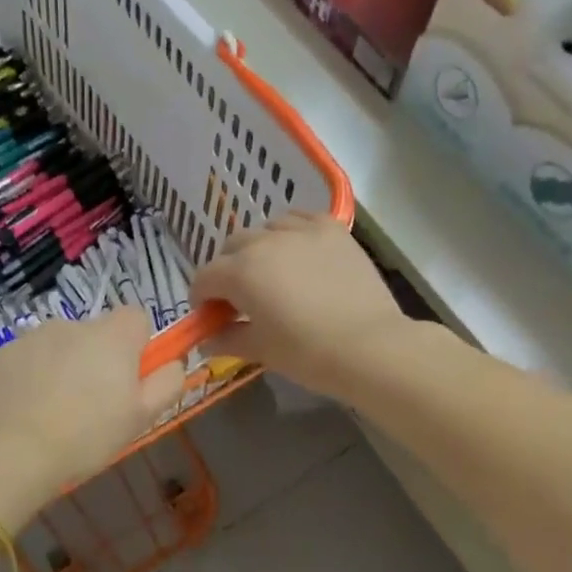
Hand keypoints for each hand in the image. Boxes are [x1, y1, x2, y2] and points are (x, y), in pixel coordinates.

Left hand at [0, 308, 185, 506]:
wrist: (11, 454)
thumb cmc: (87, 436)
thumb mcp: (142, 417)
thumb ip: (167, 383)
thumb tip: (173, 362)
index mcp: (111, 336)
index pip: (135, 317)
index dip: (137, 345)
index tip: (130, 378)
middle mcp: (71, 325)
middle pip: (95, 333)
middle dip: (97, 359)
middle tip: (92, 404)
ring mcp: (31, 337)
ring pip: (59, 345)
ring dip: (62, 366)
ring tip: (54, 411)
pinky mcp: (0, 354)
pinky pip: (27, 359)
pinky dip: (30, 376)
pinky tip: (25, 411)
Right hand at [191, 212, 408, 397]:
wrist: (368, 346)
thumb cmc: (307, 353)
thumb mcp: (260, 350)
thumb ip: (227, 339)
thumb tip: (207, 340)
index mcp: (239, 272)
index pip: (204, 277)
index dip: (202, 298)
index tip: (210, 317)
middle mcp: (264, 242)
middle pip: (231, 247)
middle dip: (227, 271)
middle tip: (240, 298)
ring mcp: (300, 231)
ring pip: (265, 230)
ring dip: (258, 249)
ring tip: (271, 272)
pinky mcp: (332, 229)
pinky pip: (299, 218)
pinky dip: (290, 231)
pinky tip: (298, 251)